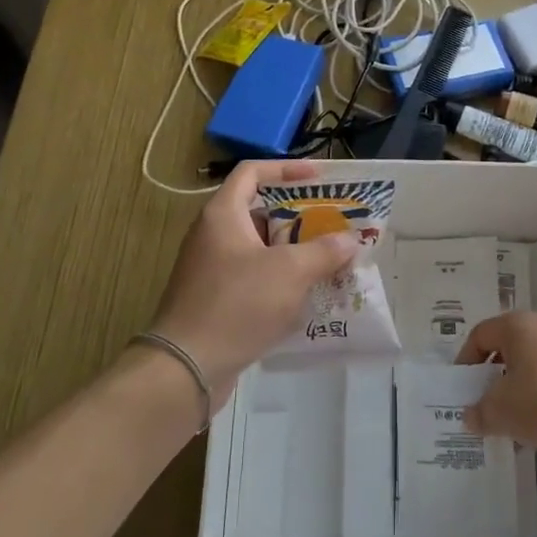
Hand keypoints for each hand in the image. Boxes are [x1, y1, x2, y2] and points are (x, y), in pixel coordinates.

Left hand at [148, 160, 358, 403]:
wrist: (186, 367)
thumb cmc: (237, 304)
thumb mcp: (290, 272)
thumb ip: (324, 251)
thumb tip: (350, 240)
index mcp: (223, 215)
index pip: (253, 172)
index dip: (287, 169)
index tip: (319, 178)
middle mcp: (213, 235)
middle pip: (259, 211)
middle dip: (299, 216)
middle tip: (333, 223)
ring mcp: (212, 269)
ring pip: (259, 248)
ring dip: (293, 251)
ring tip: (329, 259)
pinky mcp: (215, 299)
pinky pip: (253, 277)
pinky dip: (280, 279)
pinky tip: (307, 296)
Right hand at [454, 311, 536, 451]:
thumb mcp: (499, 411)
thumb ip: (479, 411)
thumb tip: (470, 416)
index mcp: (518, 325)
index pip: (480, 335)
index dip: (466, 361)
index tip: (462, 389)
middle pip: (506, 347)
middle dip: (491, 375)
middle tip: (483, 401)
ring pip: (530, 363)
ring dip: (515, 387)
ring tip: (509, 418)